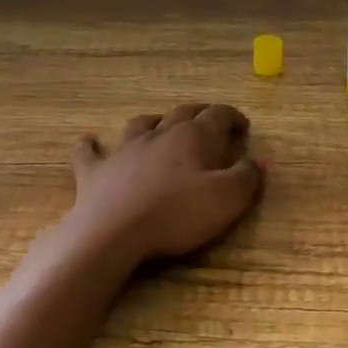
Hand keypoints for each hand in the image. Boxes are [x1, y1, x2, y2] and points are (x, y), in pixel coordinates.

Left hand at [65, 103, 264, 264]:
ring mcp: (124, 150)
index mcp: (193, 137)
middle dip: (200, 114)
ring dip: (154, 121)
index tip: (243, 128)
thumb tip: (258, 161)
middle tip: (210, 121)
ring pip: (141, 124)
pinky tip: (90, 142)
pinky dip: (91, 146)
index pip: (218, 115)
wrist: (113, 234)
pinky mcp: (95, 171)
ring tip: (160, 124)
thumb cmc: (177, 215)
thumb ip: (247, 177)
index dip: (233, 117)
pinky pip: (90, 152)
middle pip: (182, 113)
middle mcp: (159, 134)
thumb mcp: (227, 200)